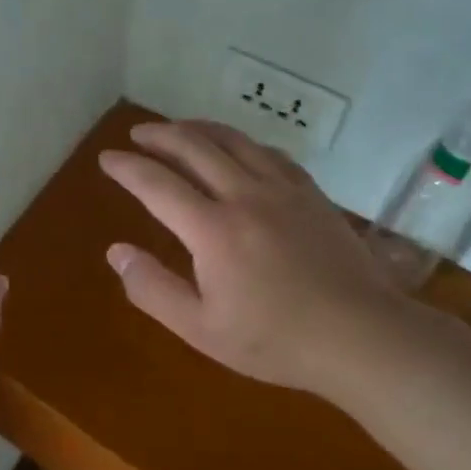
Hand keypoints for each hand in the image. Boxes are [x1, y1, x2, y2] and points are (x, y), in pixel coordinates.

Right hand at [99, 119, 411, 395]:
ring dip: (198, 128)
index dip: (127, 167)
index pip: (157, 184)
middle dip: (159, 134)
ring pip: (233, 140)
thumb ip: (153, 289)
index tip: (107, 158)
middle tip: (137, 133)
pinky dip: (241, 142)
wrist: (363, 337)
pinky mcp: (311, 193)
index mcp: (213, 230)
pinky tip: (238, 149)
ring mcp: (283, 190)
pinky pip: (269, 152)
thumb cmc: (276, 340)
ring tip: (178, 128)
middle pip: (194, 147)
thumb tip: (116, 251)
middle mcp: (245, 195)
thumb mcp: (201, 329)